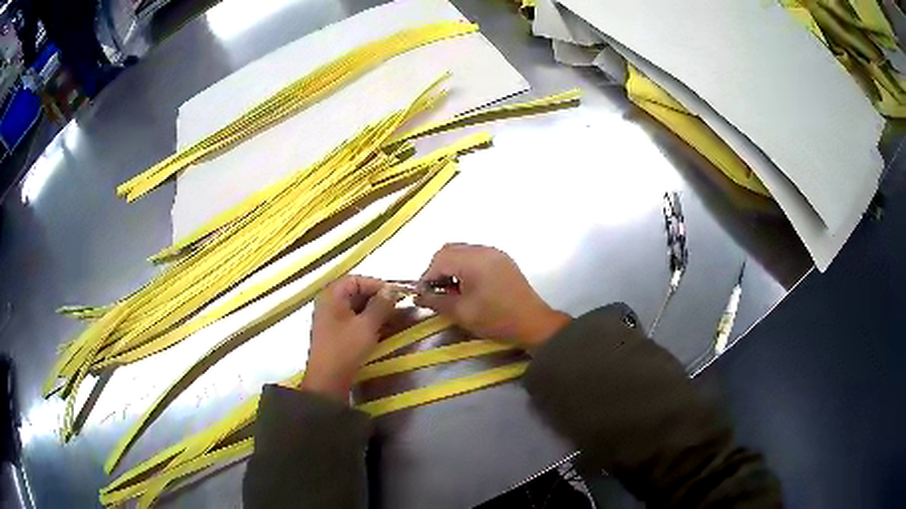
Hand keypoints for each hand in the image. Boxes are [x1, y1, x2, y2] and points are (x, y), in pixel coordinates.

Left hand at [300, 275, 396, 401]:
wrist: (328, 380)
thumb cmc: (346, 348)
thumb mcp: (367, 325)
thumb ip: (380, 305)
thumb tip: (391, 290)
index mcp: (331, 295)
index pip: (356, 279)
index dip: (377, 284)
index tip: (395, 294)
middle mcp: (328, 302)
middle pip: (355, 292)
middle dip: (376, 298)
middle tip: (396, 307)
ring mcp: (329, 318)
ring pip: (354, 307)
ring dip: (373, 310)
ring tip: (392, 319)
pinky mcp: (333, 332)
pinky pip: (352, 319)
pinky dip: (366, 321)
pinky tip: (381, 329)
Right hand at [415, 244, 569, 350]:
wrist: (533, 323)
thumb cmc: (496, 319)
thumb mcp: (462, 313)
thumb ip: (436, 301)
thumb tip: (417, 296)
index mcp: (474, 260)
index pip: (440, 259)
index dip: (427, 276)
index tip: (424, 295)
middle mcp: (484, 250)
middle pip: (450, 250)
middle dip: (438, 269)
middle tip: (437, 292)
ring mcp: (495, 253)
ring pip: (462, 251)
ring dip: (452, 267)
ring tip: (452, 291)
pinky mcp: (502, 260)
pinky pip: (476, 255)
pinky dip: (465, 266)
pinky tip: (468, 286)